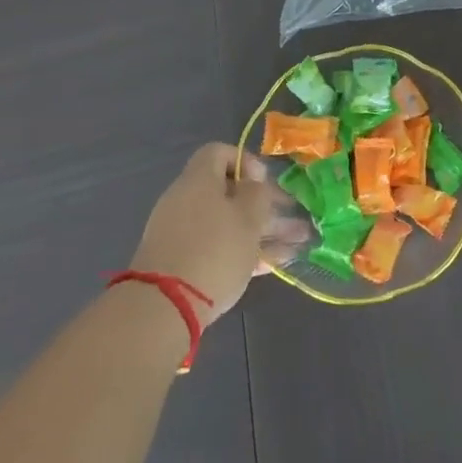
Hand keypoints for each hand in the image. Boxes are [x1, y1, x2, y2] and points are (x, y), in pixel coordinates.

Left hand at [130, 144, 309, 327]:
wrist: (163, 309)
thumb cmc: (213, 250)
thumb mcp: (248, 216)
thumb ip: (257, 193)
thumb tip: (253, 184)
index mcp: (198, 181)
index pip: (219, 153)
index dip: (246, 161)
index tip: (264, 182)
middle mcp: (187, 202)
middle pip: (230, 194)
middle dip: (266, 206)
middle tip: (295, 217)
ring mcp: (183, 236)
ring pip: (230, 224)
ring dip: (264, 232)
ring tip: (298, 244)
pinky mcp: (183, 266)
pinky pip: (219, 248)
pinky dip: (246, 252)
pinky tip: (276, 264)